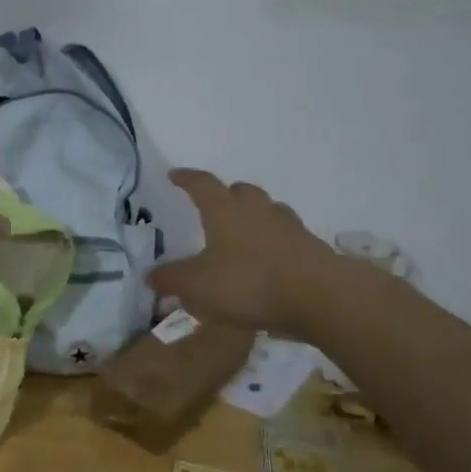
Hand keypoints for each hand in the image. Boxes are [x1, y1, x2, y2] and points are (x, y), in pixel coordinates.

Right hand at [148, 170, 340, 333]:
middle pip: (240, 191)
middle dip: (226, 195)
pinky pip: (286, 236)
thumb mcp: (198, 286)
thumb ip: (172, 279)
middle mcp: (257, 210)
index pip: (202, 184)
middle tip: (214, 206)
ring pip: (267, 210)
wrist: (320, 295)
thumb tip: (150, 274)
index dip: (186, 179)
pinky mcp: (310, 248)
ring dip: (253, 216)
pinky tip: (268, 260)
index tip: (174, 175)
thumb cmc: (249, 283)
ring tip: (242, 234)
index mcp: (225, 210)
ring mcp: (288, 227)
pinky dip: (274, 242)